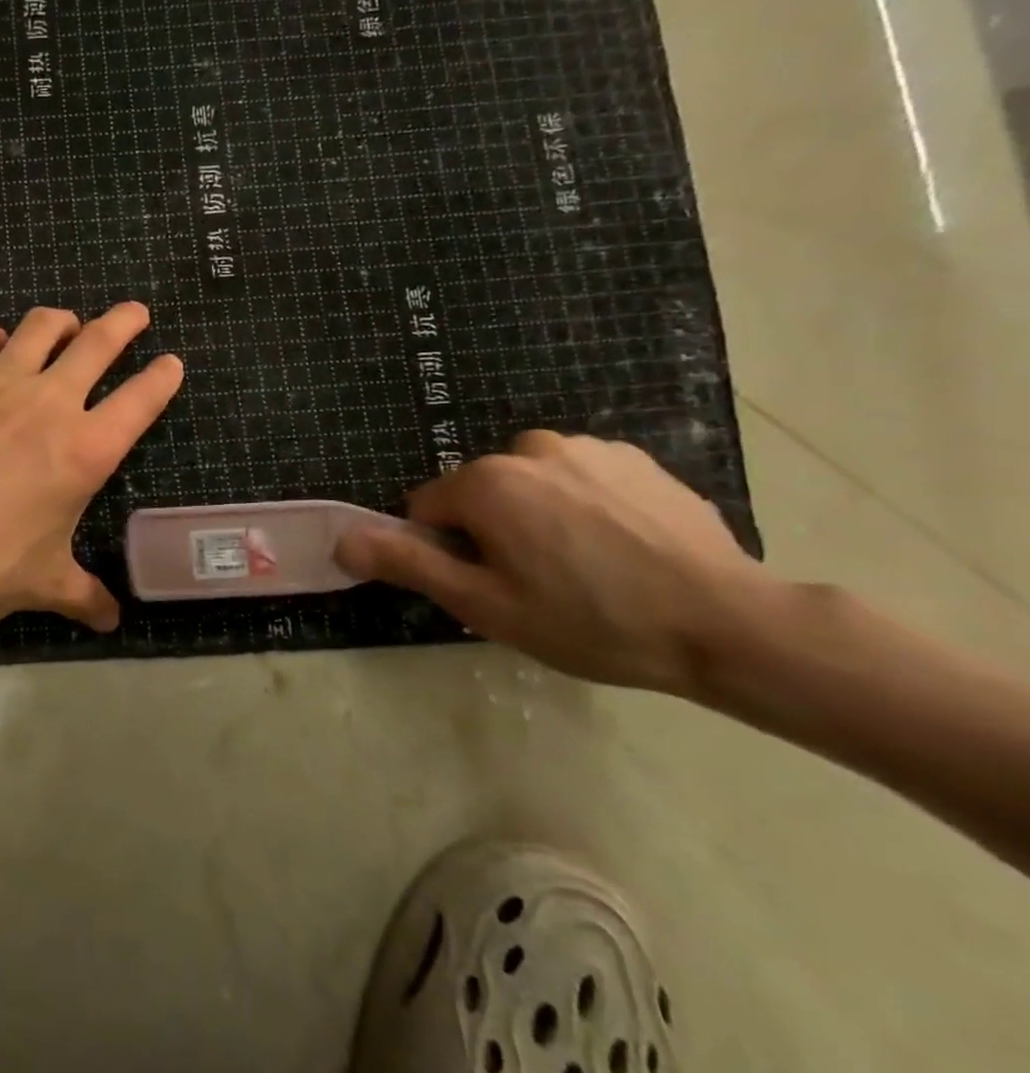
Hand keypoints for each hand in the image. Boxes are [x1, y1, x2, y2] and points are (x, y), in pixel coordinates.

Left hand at [0, 302, 183, 633]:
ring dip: (61, 321)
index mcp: (85, 450)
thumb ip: (83, 595)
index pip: (141, 400)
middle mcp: (49, 403)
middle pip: (98, 342)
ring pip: (40, 327)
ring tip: (66, 325)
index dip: (162, 377)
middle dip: (125, 321)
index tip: (171, 363)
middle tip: (136, 313)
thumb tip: (110, 621)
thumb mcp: (42, 584)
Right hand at [335, 431, 776, 692]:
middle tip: (540, 585)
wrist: (729, 625)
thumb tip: (342, 541)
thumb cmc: (591, 621)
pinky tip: (623, 548)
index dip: (450, 553)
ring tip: (587, 568)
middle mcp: (528, 447)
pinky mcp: (634, 457)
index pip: (428, 511)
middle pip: (480, 493)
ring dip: (539, 516)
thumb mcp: (486, 606)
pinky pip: (579, 478)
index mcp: (486, 481)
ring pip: (530, 484)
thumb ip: (408, 564)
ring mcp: (587, 447)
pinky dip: (584, 505)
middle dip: (494, 532)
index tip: (493, 588)